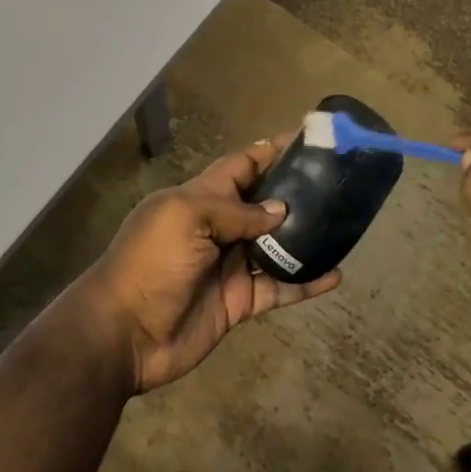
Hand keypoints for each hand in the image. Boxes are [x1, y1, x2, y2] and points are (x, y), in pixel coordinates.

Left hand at [76, 135, 341, 393]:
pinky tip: (335, 276)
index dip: (269, 151)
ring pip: (276, 246)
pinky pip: (279, 287)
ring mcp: (230, 265)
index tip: (307, 138)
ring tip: (344, 225)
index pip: (240, 165)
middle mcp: (218, 227)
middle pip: (263, 204)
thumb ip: (235, 211)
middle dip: (295, 193)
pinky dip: (305, 282)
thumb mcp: (186, 218)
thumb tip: (280, 210)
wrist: (126, 332)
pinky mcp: (239, 301)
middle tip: (339, 183)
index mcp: (199, 198)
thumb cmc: (151, 262)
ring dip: (305, 237)